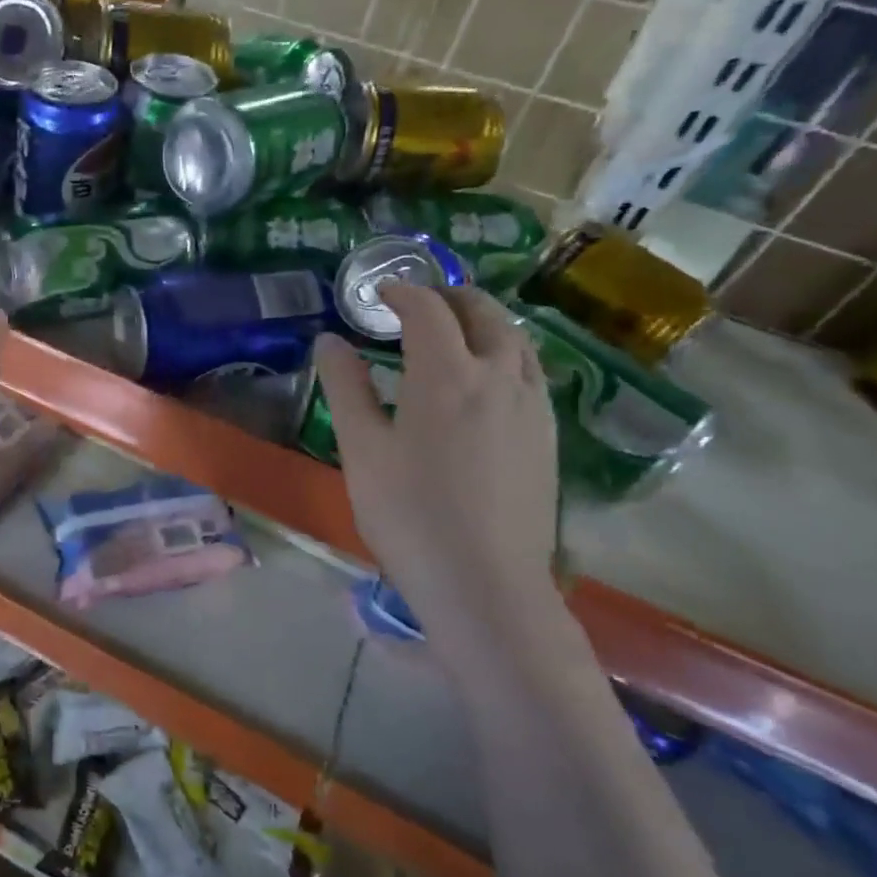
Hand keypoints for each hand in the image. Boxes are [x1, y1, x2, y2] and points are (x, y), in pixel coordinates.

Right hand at [315, 285, 557, 644]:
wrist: (485, 584)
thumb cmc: (409, 514)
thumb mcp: (361, 449)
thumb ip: (345, 387)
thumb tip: (329, 341)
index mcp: (447, 374)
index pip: (426, 309)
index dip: (401, 292)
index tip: (377, 293)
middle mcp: (499, 376)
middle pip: (483, 313)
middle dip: (449, 297)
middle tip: (417, 303)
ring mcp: (532, 406)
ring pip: (516, 340)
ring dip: (483, 321)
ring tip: (454, 331)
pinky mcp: (547, 436)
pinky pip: (530, 371)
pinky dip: (504, 353)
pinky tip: (486, 380)